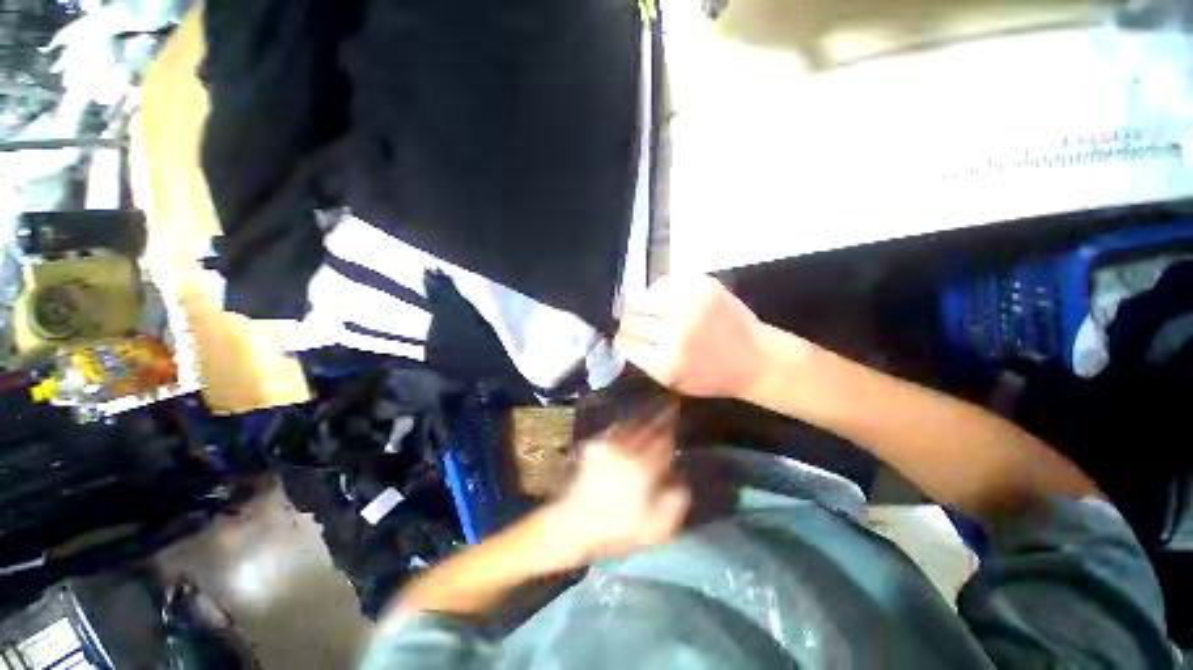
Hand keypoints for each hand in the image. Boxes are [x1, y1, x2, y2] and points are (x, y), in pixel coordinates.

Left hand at [544, 411, 690, 567]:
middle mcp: (627, 451)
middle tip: (665, 418)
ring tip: (647, 422)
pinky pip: (613, 431)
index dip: (670, 437)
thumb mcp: (653, 529)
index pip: (663, 444)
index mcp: (644, 469)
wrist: (575, 523)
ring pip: (630, 427)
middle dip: (658, 424)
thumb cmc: (616, 529)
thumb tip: (682, 483)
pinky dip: (622, 427)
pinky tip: (624, 430)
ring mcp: (608, 446)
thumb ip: (673, 505)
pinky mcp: (593, 447)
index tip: (674, 433)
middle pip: (648, 430)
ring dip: (641, 423)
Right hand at [615, 274, 766, 397]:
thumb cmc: (713, 377)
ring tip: (652, 310)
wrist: (756, 359)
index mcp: (666, 361)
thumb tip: (624, 338)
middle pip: (630, 317)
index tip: (627, 339)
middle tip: (639, 324)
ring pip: (643, 296)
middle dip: (630, 322)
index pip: (623, 341)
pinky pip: (665, 281)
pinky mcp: (704, 286)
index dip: (622, 340)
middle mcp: (675, 331)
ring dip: (643, 305)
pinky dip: (661, 291)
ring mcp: (690, 304)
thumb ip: (645, 362)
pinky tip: (667, 299)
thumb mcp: (674, 382)